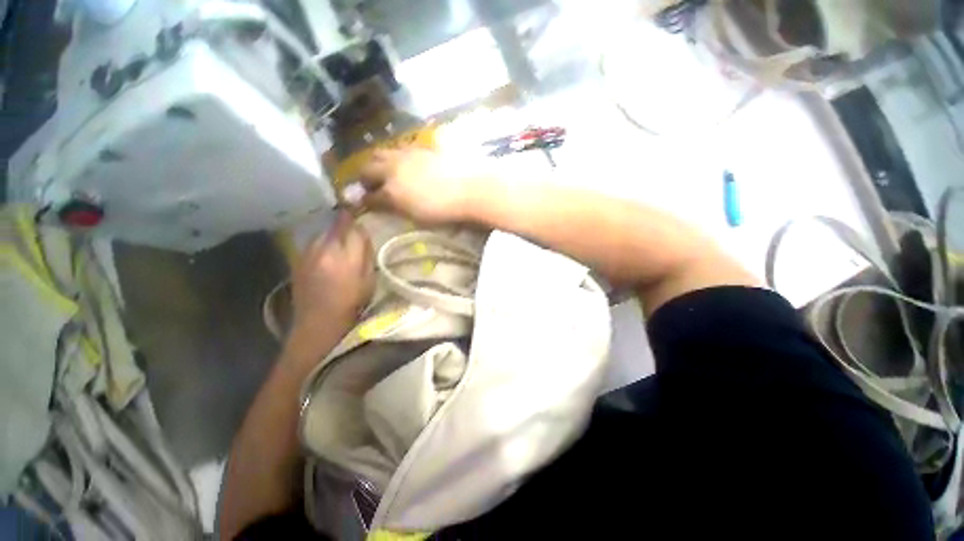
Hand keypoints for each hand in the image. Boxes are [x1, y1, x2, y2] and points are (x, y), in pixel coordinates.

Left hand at [289, 211, 374, 349]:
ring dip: (333, 234)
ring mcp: (307, 253)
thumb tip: (363, 235)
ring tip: (340, 244)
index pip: (353, 228)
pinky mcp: (297, 259)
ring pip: (323, 232)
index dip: (358, 221)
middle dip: (345, 224)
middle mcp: (324, 250)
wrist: (317, 323)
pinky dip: (322, 242)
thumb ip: (366, 254)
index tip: (363, 219)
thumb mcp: (369, 281)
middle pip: (336, 226)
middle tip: (353, 231)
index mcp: (345, 257)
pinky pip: (313, 242)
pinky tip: (327, 253)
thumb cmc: (351, 304)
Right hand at [358, 148, 487, 223]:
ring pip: (384, 152)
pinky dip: (398, 155)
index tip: (362, 203)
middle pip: (368, 166)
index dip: (364, 200)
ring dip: (379, 161)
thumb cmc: (444, 209)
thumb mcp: (417, 215)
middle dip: (365, 175)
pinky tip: (406, 161)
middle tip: (369, 183)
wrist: (471, 188)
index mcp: (391, 188)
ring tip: (386, 170)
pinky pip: (403, 148)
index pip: (370, 194)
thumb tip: (383, 203)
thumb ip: (396, 207)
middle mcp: (394, 167)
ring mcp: (409, 154)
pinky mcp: (424, 148)